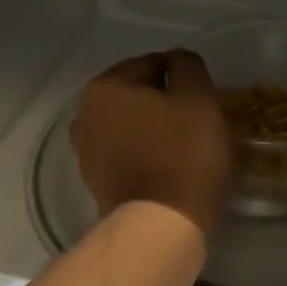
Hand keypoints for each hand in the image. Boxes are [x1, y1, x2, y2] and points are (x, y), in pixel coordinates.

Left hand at [71, 50, 232, 237]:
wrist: (160, 225)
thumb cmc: (183, 154)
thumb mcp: (198, 98)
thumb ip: (188, 67)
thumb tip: (177, 60)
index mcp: (105, 87)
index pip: (151, 63)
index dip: (181, 75)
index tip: (202, 95)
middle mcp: (84, 114)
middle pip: (135, 95)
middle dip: (163, 101)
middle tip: (196, 118)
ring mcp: (85, 151)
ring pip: (129, 125)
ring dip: (152, 127)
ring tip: (184, 143)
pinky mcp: (95, 181)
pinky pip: (125, 153)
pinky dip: (144, 152)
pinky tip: (168, 164)